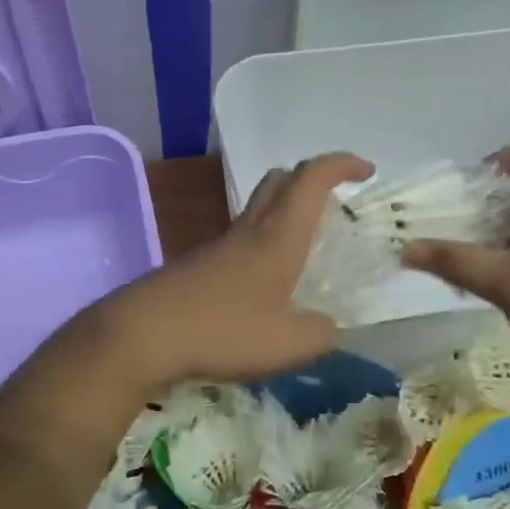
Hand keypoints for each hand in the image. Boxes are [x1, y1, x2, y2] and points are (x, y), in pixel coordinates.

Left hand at [88, 153, 374, 388]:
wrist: (143, 334)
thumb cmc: (223, 330)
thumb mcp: (289, 343)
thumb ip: (321, 333)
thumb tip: (329, 327)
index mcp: (278, 237)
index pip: (311, 179)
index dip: (341, 165)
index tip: (366, 171)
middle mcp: (248, 231)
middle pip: (279, 181)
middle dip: (312, 180)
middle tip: (335, 205)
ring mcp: (218, 246)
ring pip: (258, 210)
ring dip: (286, 214)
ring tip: (307, 252)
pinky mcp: (198, 266)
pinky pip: (240, 240)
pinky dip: (264, 245)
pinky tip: (267, 286)